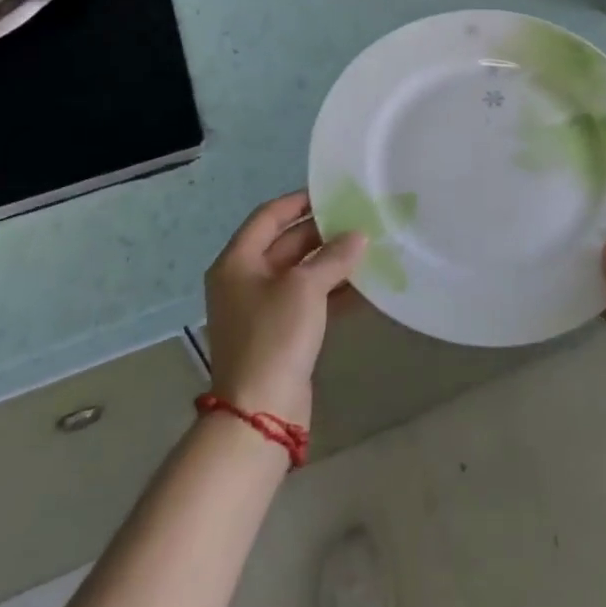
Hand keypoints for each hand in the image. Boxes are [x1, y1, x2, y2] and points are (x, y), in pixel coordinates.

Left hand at [204, 192, 366, 429]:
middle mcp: (244, 281)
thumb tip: (359, 236)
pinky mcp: (279, 334)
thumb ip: (333, 256)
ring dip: (331, 262)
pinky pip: (308, 300)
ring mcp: (261, 309)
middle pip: (285, 244)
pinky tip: (365, 287)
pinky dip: (332, 291)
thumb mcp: (305, 288)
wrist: (260, 413)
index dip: (299, 201)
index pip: (268, 216)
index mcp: (237, 262)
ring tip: (368, 248)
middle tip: (359, 220)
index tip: (333, 192)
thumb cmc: (274, 336)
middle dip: (322, 232)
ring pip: (300, 273)